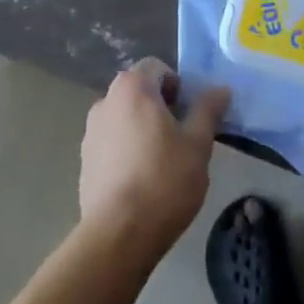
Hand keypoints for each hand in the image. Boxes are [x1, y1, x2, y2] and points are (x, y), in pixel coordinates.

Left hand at [79, 60, 230, 260]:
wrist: (118, 235)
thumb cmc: (164, 180)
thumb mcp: (198, 144)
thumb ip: (208, 110)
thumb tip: (220, 89)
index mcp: (132, 87)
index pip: (157, 68)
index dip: (178, 86)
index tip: (190, 116)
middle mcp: (105, 100)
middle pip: (139, 91)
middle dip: (161, 107)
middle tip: (181, 138)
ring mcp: (90, 131)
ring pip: (124, 117)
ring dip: (142, 128)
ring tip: (162, 163)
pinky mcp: (83, 160)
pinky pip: (111, 142)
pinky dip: (126, 150)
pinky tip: (140, 181)